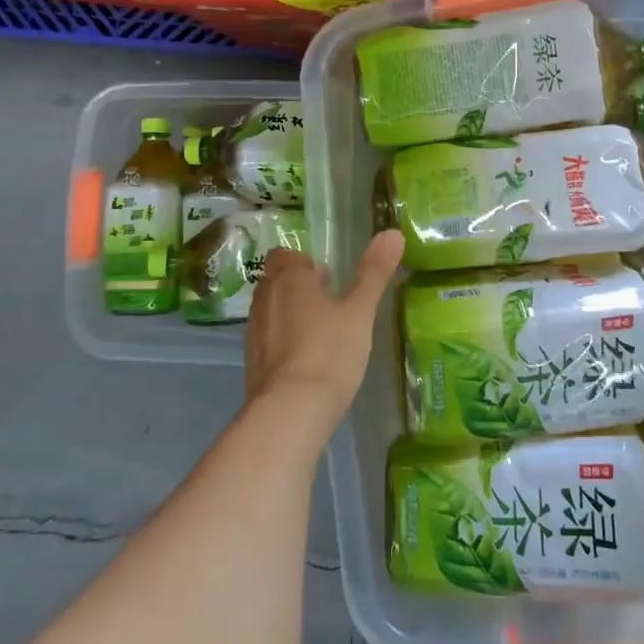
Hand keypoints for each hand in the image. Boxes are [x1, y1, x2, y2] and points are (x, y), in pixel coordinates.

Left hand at [243, 230, 404, 435]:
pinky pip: (267, 340)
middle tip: (330, 305)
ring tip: (321, 334)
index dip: (305, 264)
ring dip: (290, 315)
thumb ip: (374, 272)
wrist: (290, 411)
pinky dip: (282, 343)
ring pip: (271, 310)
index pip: (286, 255)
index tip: (329, 280)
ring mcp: (253, 331)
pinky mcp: (251, 362)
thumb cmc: (329, 351)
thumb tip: (392, 232)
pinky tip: (306, 362)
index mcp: (289, 277)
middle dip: (298, 288)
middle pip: (276, 281)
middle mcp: (264, 297)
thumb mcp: (360, 311)